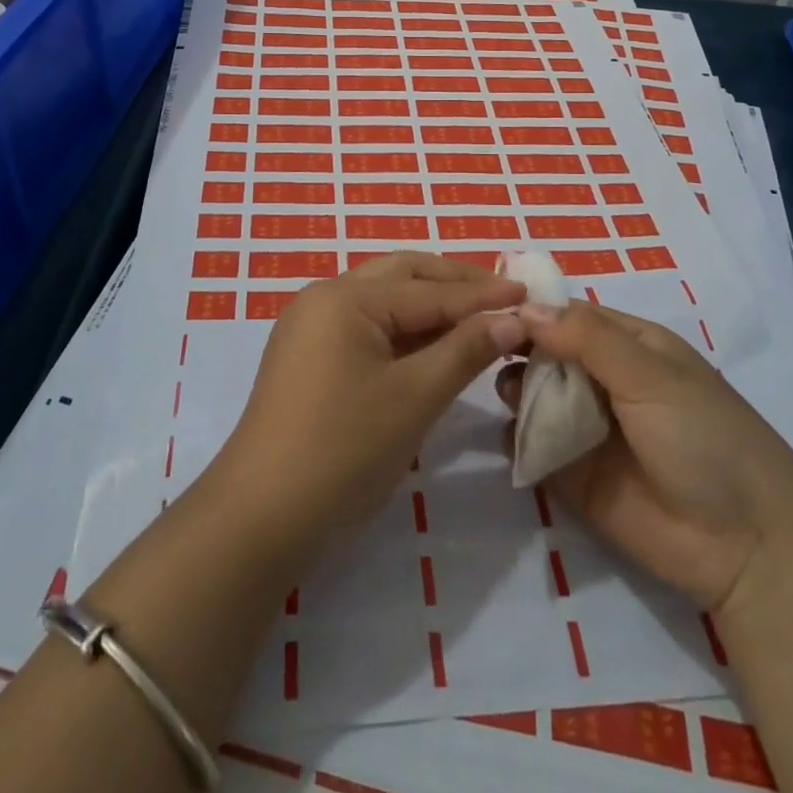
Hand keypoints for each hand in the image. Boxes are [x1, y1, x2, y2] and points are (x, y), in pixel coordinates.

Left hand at [212, 253, 527, 562]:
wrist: (261, 515)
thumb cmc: (344, 450)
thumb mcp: (414, 398)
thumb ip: (465, 351)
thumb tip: (512, 319)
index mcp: (345, 297)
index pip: (428, 290)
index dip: (482, 295)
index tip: (530, 294)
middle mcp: (324, 298)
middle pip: (401, 276)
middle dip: (454, 284)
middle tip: (504, 296)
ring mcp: (311, 327)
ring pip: (383, 301)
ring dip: (430, 305)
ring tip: (478, 317)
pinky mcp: (308, 356)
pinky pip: (366, 327)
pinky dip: (405, 331)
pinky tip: (435, 345)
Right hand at [497, 300, 792, 612]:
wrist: (747, 548)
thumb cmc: (706, 439)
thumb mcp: (651, 376)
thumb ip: (588, 339)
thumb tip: (526, 308)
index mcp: (630, 346)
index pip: (569, 315)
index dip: (532, 310)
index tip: (489, 308)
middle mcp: (604, 380)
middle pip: (545, 352)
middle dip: (517, 349)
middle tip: (488, 353)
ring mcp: (586, 427)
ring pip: (533, 396)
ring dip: (514, 391)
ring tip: (509, 397)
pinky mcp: (571, 474)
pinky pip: (532, 446)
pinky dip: (516, 438)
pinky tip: (512, 437)